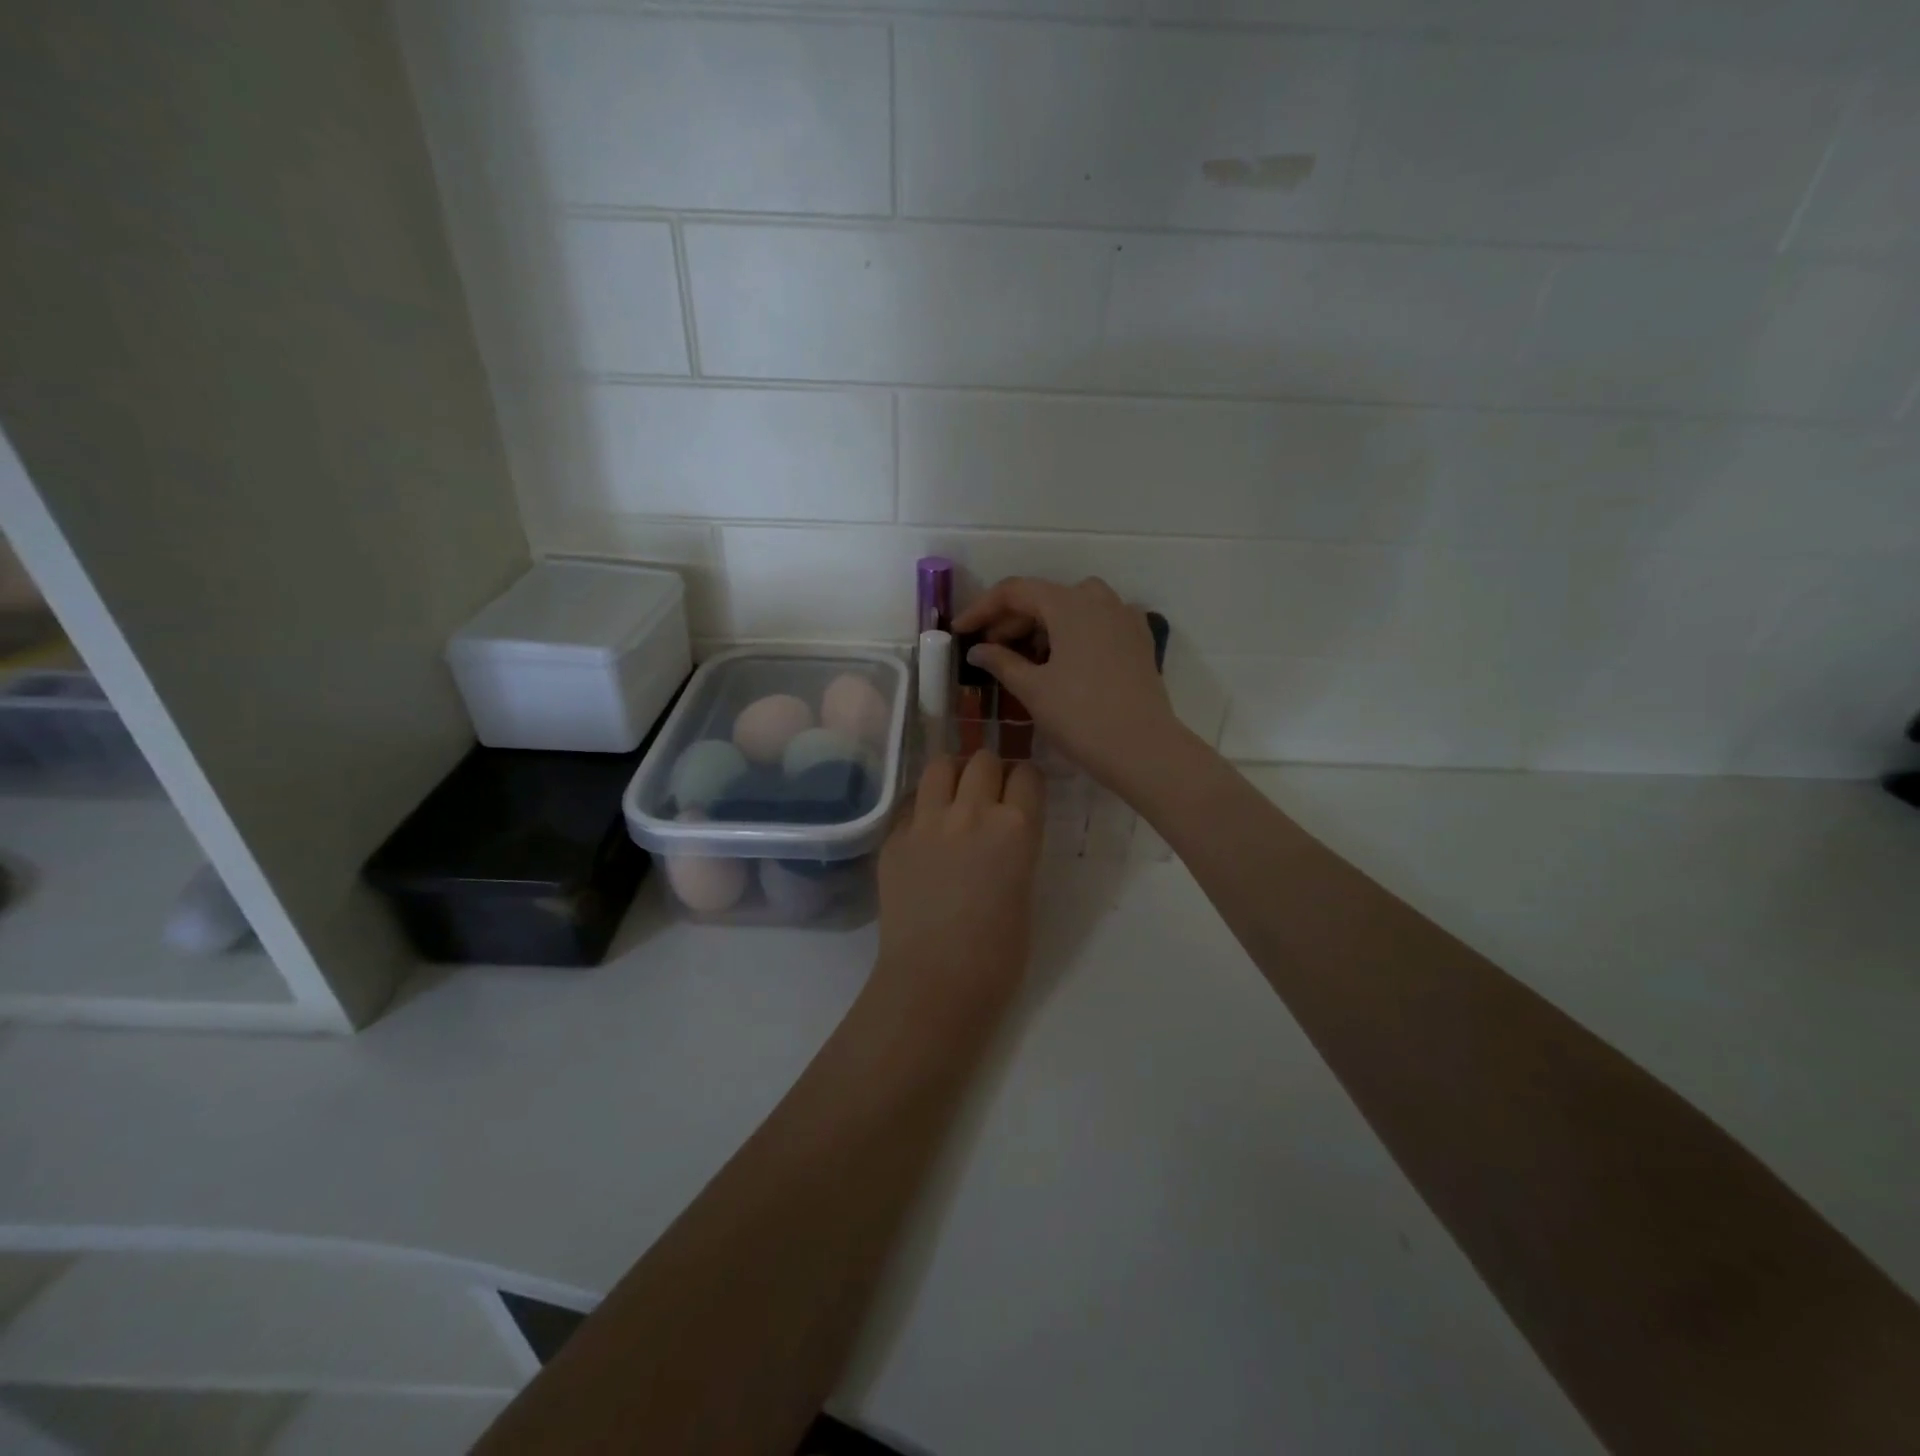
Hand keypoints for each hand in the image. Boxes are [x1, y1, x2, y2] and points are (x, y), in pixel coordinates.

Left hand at [874, 752, 1044, 1022]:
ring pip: (940, 765)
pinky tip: (925, 831)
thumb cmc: (997, 953)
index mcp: (1016, 827)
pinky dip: (922, 807)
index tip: (1022, 793)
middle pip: (983, 760)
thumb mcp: (1024, 889)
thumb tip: (1005, 832)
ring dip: (953, 775)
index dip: (1026, 781)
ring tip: (953, 796)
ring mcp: (927, 821)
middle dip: (990, 771)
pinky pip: (911, 802)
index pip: (1027, 774)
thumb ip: (1016, 847)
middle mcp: (971, 811)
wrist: (934, 981)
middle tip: (988, 794)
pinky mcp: (894, 837)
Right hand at [953, 577, 1182, 793]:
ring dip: (1041, 626)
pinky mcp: (1138, 640)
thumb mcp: (1032, 689)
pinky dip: (1071, 633)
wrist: (1142, 748)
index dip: (982, 608)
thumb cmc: (1081, 716)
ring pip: (1072, 608)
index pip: (1015, 591)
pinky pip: (1096, 623)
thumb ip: (1001, 662)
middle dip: (1011, 620)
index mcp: (1070, 603)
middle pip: (1044, 597)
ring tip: (1022, 658)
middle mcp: (1099, 599)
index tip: (960, 630)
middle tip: (987, 649)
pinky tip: (1060, 661)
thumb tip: (977, 650)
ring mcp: (1124, 618)